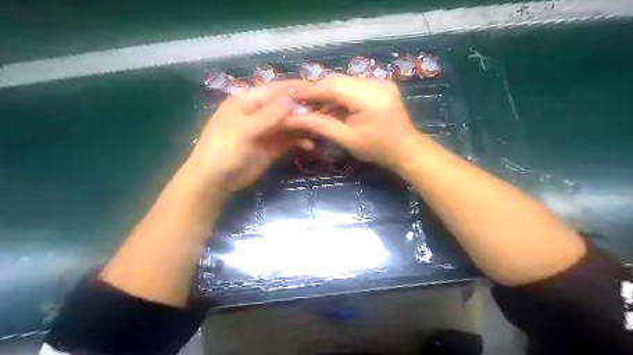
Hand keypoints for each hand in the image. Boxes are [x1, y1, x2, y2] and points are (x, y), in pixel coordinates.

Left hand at [189, 80, 314, 192]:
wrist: (215, 180)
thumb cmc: (223, 150)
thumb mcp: (243, 130)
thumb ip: (268, 115)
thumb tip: (291, 99)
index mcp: (247, 102)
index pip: (274, 90)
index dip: (293, 88)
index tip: (315, 87)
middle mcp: (258, 113)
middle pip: (284, 107)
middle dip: (302, 109)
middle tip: (324, 112)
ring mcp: (266, 131)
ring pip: (289, 124)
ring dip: (303, 126)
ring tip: (321, 128)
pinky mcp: (272, 147)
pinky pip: (289, 140)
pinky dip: (299, 142)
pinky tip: (310, 145)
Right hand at [284, 75, 421, 168]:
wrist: (406, 150)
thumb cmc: (377, 149)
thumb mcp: (347, 139)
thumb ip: (321, 125)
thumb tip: (293, 117)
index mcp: (370, 96)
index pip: (334, 86)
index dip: (311, 91)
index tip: (292, 97)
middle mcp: (376, 82)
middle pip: (339, 81)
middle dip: (318, 92)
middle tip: (301, 103)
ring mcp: (381, 82)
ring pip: (345, 82)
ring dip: (328, 94)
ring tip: (314, 106)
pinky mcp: (381, 86)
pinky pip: (354, 86)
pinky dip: (340, 95)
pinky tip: (332, 106)